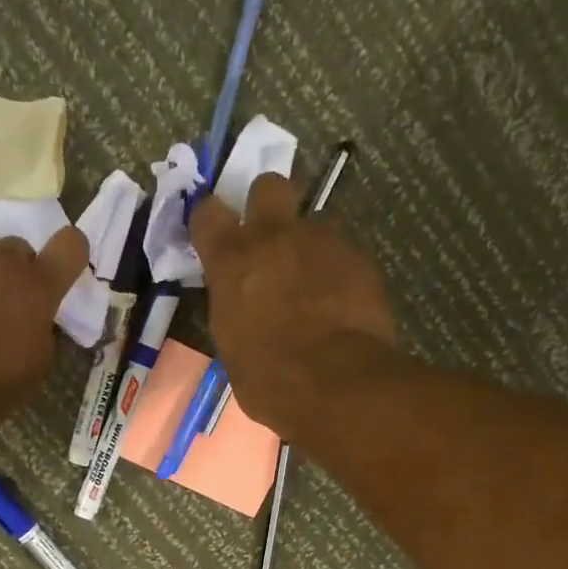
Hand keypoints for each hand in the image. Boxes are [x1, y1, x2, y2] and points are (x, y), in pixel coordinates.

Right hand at [191, 173, 399, 428]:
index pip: (208, 214)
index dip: (209, 221)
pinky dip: (337, 272)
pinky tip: (339, 305)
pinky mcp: (359, 257)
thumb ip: (235, 309)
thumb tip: (244, 306)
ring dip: (307, 246)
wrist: (336, 382)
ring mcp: (322, 241)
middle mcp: (275, 236)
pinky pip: (342, 253)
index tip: (212, 236)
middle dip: (267, 205)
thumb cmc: (269, 379)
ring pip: (312, 223)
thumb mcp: (232, 347)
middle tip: (269, 240)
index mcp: (233, 261)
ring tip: (312, 285)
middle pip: (269, 186)